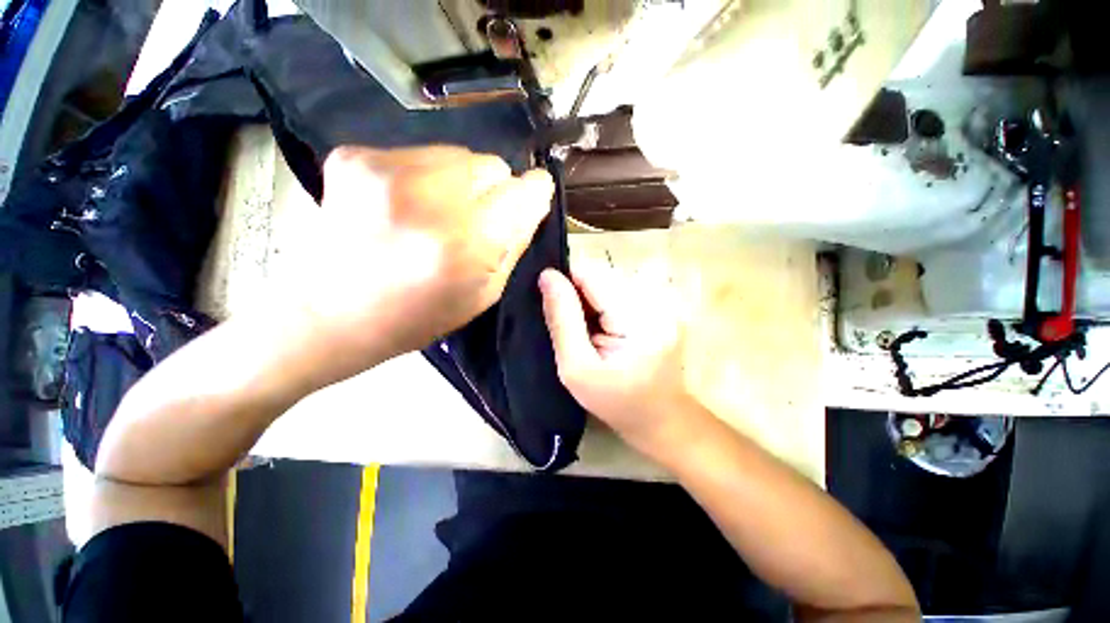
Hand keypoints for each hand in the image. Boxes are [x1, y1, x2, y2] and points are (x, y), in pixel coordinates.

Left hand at [286, 145, 553, 382]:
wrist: (334, 312)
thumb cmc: (421, 315)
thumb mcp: (485, 292)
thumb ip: (515, 243)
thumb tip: (534, 201)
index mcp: (466, 242)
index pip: (525, 191)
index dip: (534, 193)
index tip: (532, 198)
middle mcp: (429, 197)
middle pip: (493, 165)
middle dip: (495, 190)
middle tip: (474, 220)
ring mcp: (386, 170)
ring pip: (459, 153)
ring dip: (461, 181)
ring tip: (438, 214)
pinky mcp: (356, 157)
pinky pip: (420, 153)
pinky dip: (426, 176)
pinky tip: (408, 205)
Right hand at [539, 264, 704, 459]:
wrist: (662, 419)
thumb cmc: (617, 402)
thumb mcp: (577, 368)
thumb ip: (562, 320)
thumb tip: (547, 276)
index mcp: (638, 318)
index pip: (591, 275)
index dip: (566, 284)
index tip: (553, 307)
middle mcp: (656, 300)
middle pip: (601, 277)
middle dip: (579, 297)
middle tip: (574, 331)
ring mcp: (662, 301)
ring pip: (609, 284)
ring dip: (591, 302)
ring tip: (589, 334)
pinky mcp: (661, 305)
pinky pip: (620, 293)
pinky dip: (605, 307)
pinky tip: (605, 331)